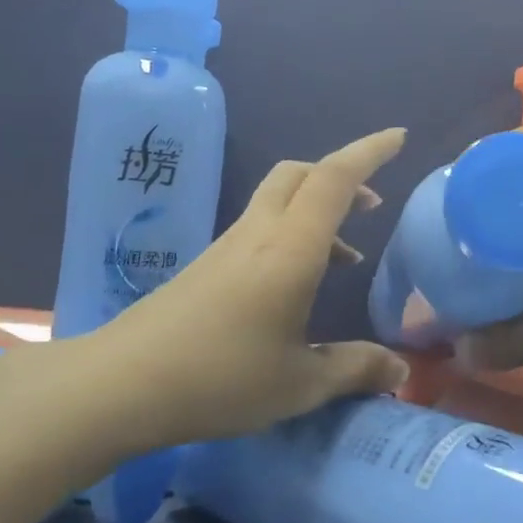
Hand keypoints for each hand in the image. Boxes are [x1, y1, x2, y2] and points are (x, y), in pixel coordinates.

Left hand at [91, 128, 412, 442]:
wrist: (121, 384)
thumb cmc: (221, 379)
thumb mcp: (300, 384)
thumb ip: (355, 369)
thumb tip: (400, 373)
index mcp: (290, 249)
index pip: (334, 179)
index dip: (369, 153)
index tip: (398, 138)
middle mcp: (258, 234)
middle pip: (300, 174)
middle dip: (341, 174)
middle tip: (372, 202)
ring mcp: (227, 247)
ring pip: (279, 200)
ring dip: (317, 209)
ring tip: (346, 256)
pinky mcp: (206, 265)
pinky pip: (260, 228)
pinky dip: (292, 235)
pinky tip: (296, 286)